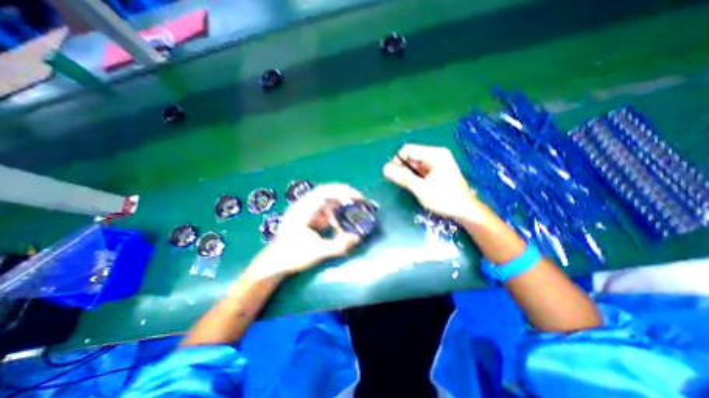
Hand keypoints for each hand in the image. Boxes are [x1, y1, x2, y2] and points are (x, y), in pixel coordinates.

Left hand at [252, 183, 361, 275]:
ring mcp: (306, 211)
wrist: (274, 264)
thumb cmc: (291, 256)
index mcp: (303, 210)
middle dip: (343, 194)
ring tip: (354, 208)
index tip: (358, 196)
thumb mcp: (316, 252)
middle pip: (326, 193)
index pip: (324, 192)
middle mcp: (304, 206)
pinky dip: (335, 213)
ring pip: (326, 201)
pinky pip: (324, 211)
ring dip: (340, 203)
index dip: (342, 191)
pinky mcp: (308, 218)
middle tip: (359, 199)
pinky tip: (341, 222)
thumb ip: (338, 245)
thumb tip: (357, 237)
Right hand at [382, 145, 481, 220]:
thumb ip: (403, 178)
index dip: (397, 161)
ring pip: (415, 164)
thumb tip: (384, 169)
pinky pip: (421, 170)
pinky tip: (415, 186)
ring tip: (408, 186)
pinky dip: (415, 177)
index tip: (392, 176)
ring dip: (408, 174)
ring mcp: (438, 163)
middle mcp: (436, 155)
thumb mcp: (421, 189)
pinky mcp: (438, 171)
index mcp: (434, 154)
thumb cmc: (444, 199)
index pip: (408, 150)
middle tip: (400, 183)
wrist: (466, 211)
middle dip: (403, 168)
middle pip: (411, 156)